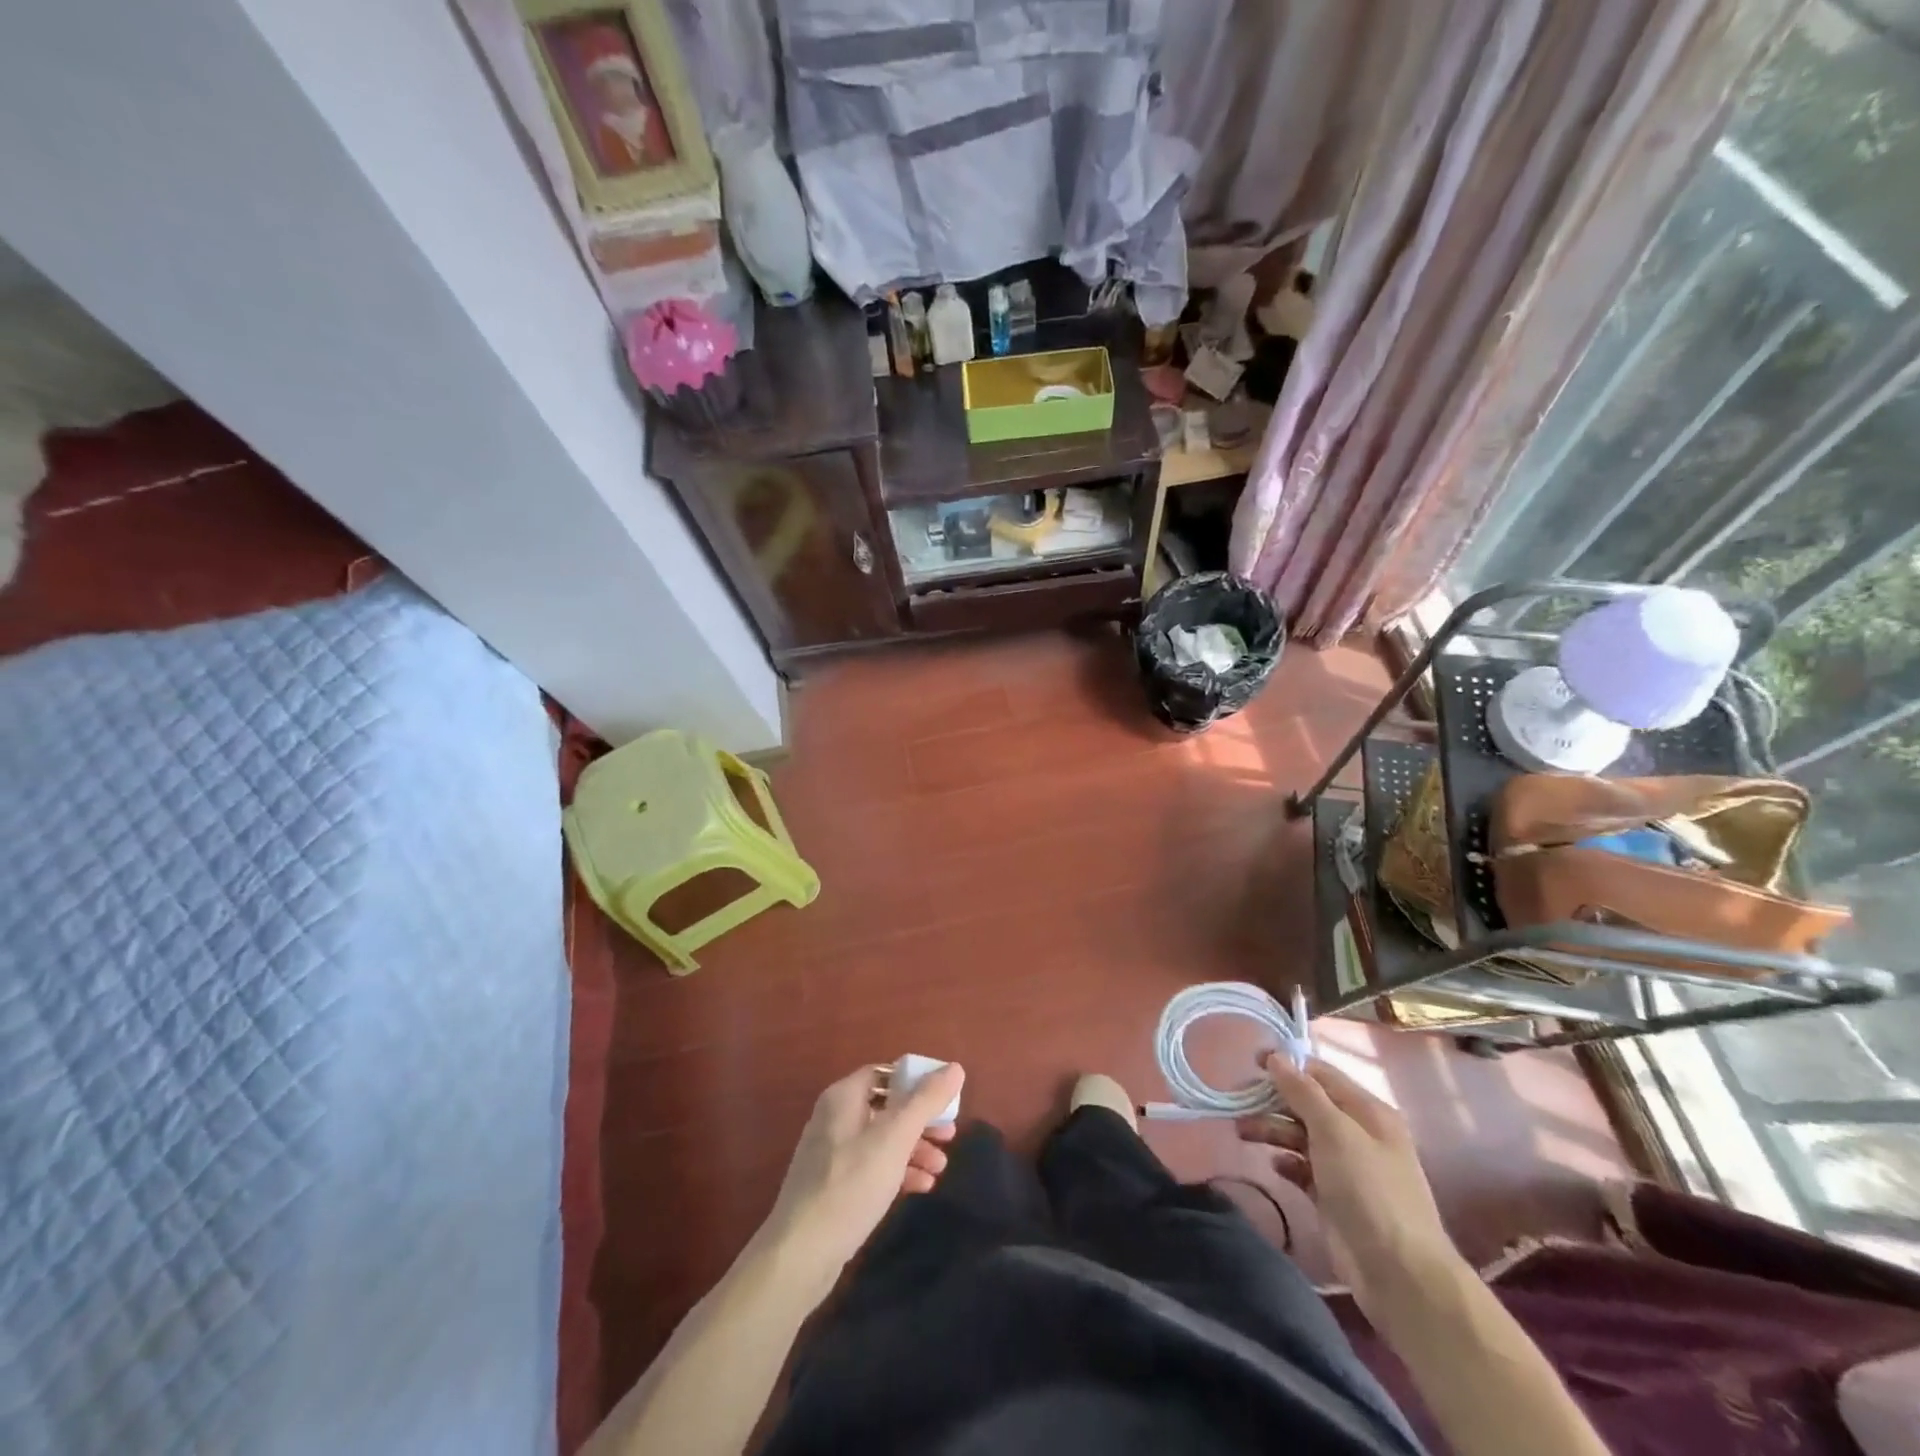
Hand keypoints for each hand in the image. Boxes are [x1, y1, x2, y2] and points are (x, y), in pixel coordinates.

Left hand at [760, 1063, 964, 1290]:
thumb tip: (955, 1068)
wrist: (800, 1254)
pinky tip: (922, 1187)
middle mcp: (835, 1118)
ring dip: (914, 1148)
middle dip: (921, 1120)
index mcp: (844, 1097)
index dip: (917, 1080)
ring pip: (882, 1139)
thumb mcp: (895, 1138)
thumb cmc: (851, 1185)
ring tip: (941, 1168)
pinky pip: (873, 1166)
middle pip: (887, 1106)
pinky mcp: (834, 1186)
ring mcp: (833, 1154)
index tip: (946, 1097)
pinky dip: (898, 1171)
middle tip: (950, 1134)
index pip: (885, 1072)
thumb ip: (925, 1101)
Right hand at [1237, 1055, 1464, 1324]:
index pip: (1321, 1075)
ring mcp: (1346, 1167)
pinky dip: (1286, 1162)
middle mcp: (1357, 1134)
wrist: (1399, 1274)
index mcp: (1367, 1111)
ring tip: (1241, 1132)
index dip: (1287, 1066)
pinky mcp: (1333, 1197)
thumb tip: (1276, 1056)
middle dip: (1273, 1101)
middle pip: (1307, 1105)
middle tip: (1237, 1101)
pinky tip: (1274, 1165)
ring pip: (1301, 1135)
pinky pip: (1303, 1168)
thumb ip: (1303, 1092)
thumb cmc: (1369, 1191)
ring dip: (1272, 1130)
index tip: (1250, 1064)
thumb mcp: (1335, 1132)